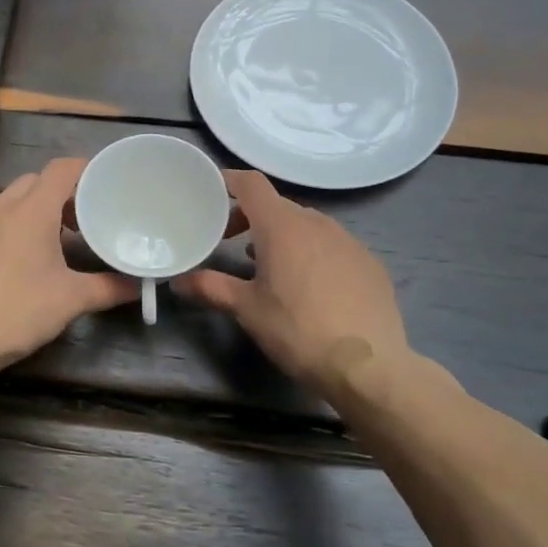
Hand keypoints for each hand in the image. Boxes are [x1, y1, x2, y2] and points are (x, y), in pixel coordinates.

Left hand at [0, 158, 137, 379]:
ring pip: (6, 203)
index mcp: (31, 211)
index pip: (61, 169)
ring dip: (29, 213)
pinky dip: (4, 233)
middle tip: (79, 221)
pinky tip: (9, 267)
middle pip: (33, 182)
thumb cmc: (17, 312)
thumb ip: (108, 288)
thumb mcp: (71, 301)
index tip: (102, 184)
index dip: (84, 170)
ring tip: (47, 245)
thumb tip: (138, 287)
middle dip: (58, 194)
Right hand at [174, 170, 412, 396]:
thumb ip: (211, 287)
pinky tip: (310, 286)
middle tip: (231, 241)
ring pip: (307, 225)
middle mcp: (317, 223)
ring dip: (283, 235)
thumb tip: (178, 282)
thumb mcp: (247, 309)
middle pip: (277, 206)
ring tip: (269, 265)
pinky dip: (313, 253)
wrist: (367, 364)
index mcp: (282, 226)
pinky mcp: (369, 262)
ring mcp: (348, 241)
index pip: (252, 184)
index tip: (212, 192)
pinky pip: (333, 245)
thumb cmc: (297, 330)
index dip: (229, 181)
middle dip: (251, 217)